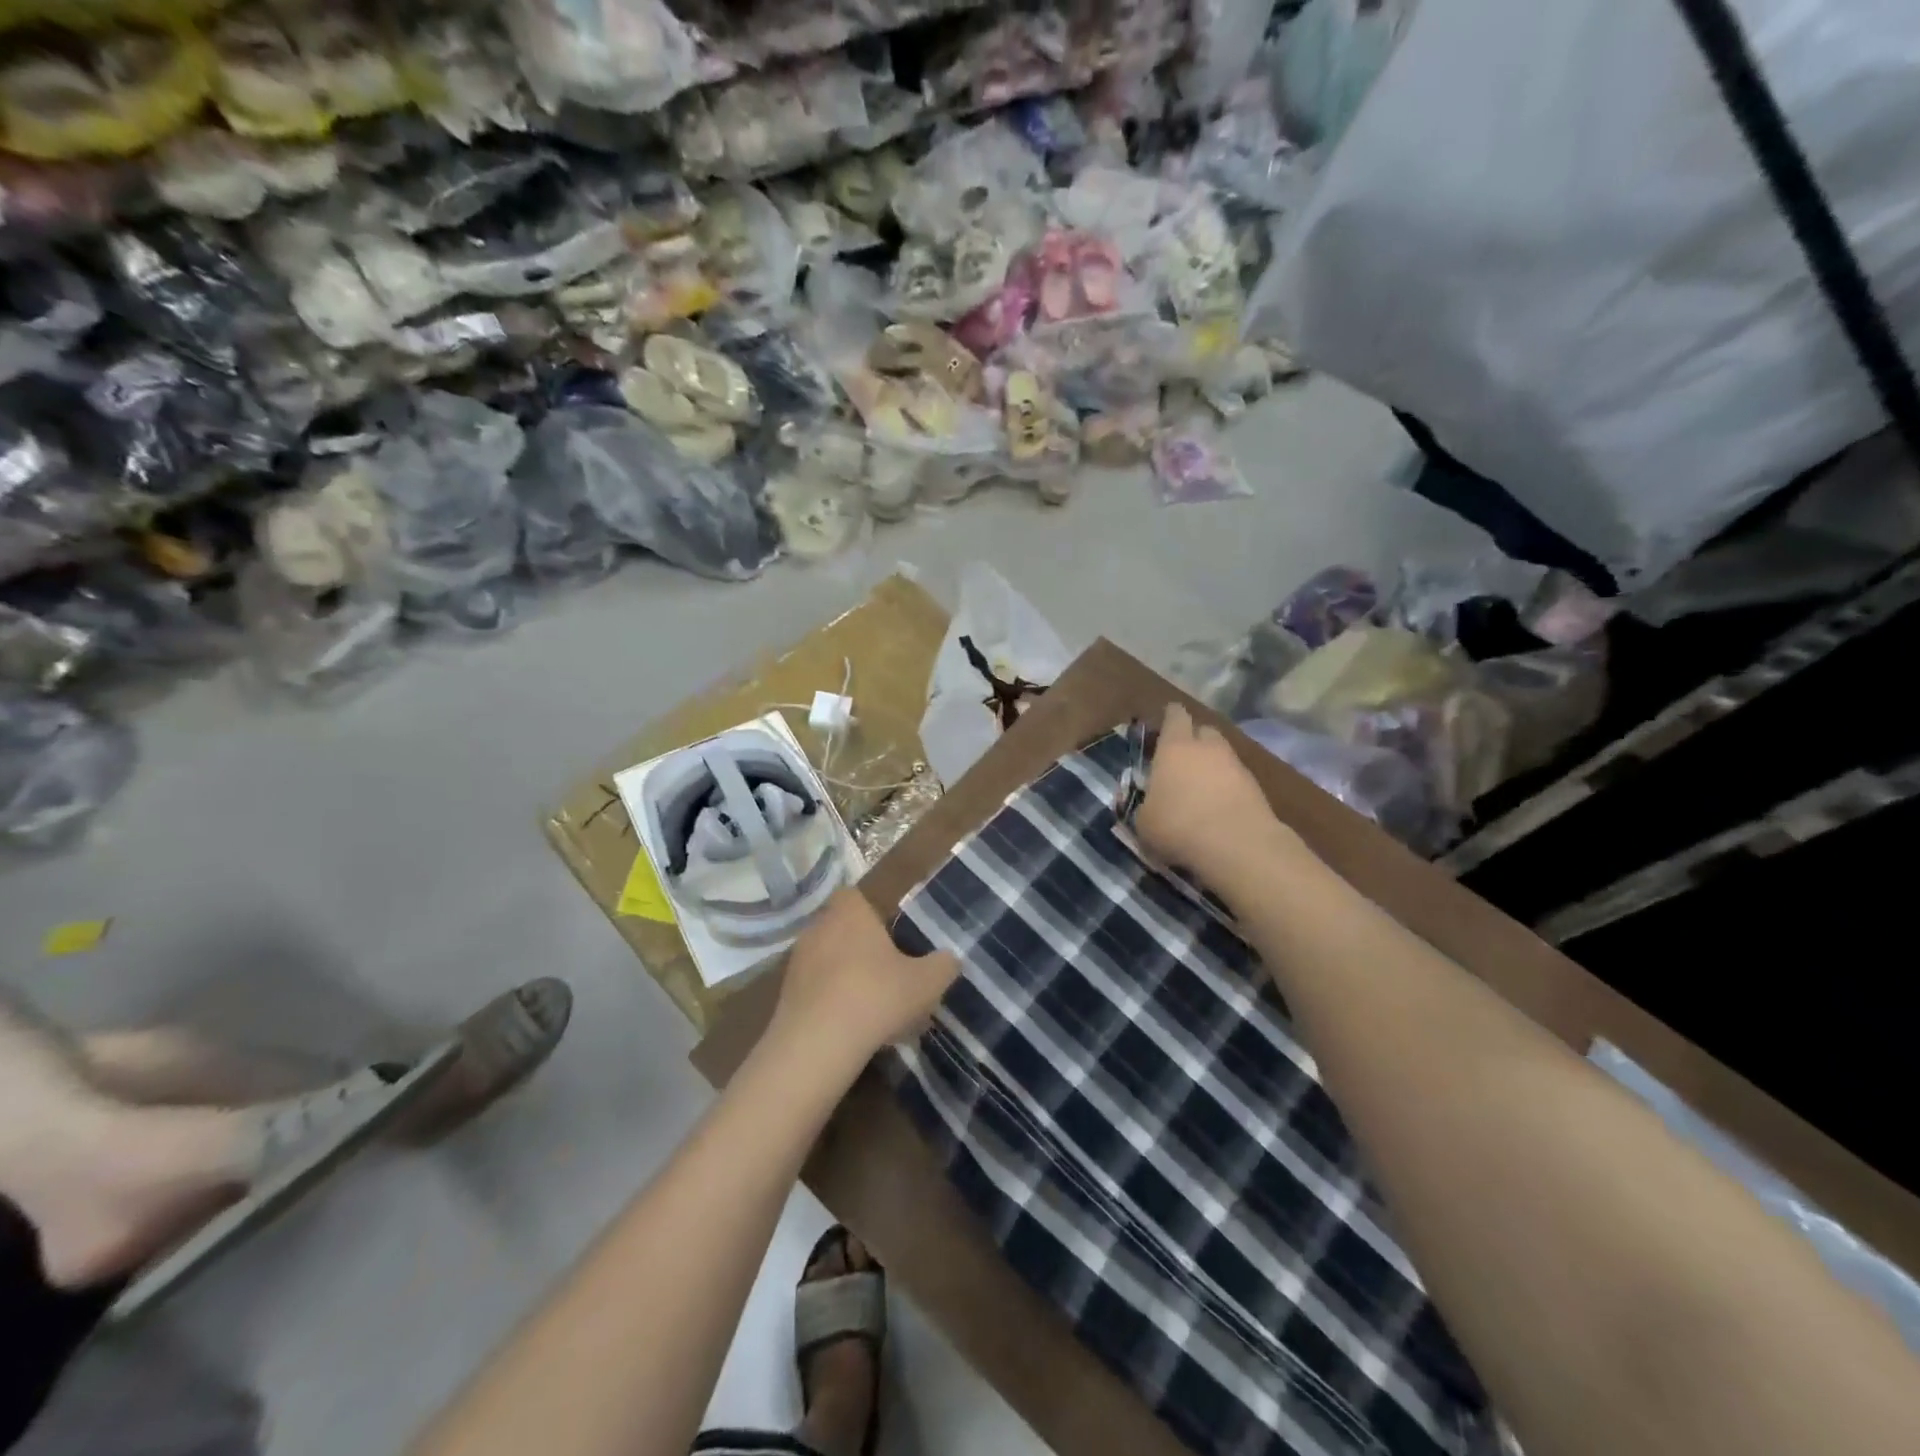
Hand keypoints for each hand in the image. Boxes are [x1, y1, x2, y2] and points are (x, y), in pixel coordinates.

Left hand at [771, 889, 958, 1065]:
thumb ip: (943, 965)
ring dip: (847, 977)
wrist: (816, 1045)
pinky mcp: (785, 995)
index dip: (875, 914)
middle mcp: (818, 926)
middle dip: (864, 948)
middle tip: (891, 973)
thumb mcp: (926, 982)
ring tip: (875, 1007)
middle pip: (844, 929)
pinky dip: (832, 1002)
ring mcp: (797, 961)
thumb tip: (951, 958)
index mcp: (850, 911)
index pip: (857, 896)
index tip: (895, 936)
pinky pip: (816, 990)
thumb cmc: (875, 996)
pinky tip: (852, 1027)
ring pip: (829, 961)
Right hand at [1135, 703, 1295, 893]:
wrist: (1237, 845)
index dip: (1170, 717)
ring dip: (1212, 765)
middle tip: (1181, 758)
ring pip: (1222, 755)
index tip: (1164, 723)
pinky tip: (1218, 807)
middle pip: (1203, 730)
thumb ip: (1145, 805)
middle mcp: (1207, 748)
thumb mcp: (1143, 821)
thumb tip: (1149, 805)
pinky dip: (1227, 787)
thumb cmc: (1178, 825)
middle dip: (1193, 740)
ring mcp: (1236, 765)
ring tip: (1200, 788)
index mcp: (1174, 747)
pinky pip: (1236, 778)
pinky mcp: (1256, 787)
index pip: (1175, 716)